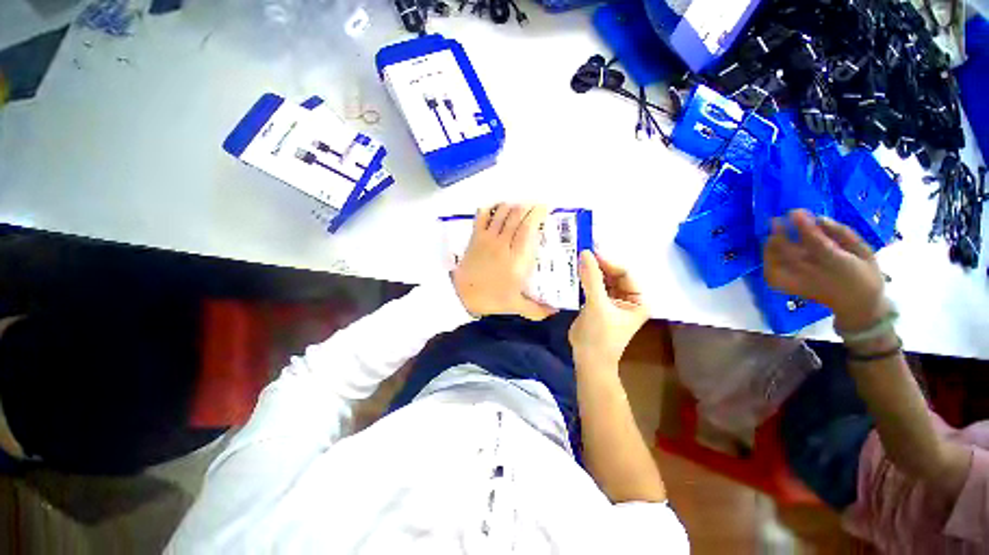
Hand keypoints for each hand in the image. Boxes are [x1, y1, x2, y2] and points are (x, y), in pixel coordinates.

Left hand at [452, 203, 556, 319]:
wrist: (461, 295)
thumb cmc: (491, 299)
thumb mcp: (516, 306)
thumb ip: (537, 309)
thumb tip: (555, 311)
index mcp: (517, 259)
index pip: (529, 228)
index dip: (538, 214)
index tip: (546, 209)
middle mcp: (504, 243)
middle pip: (517, 215)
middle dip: (529, 206)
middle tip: (537, 206)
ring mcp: (488, 238)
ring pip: (502, 212)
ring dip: (513, 205)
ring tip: (521, 206)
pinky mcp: (475, 237)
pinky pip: (482, 215)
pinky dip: (491, 208)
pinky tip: (498, 207)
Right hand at [569, 251, 649, 368]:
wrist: (588, 360)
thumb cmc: (599, 336)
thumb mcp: (597, 306)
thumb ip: (592, 279)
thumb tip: (585, 253)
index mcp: (638, 299)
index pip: (625, 273)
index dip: (608, 262)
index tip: (589, 252)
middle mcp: (628, 298)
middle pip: (613, 275)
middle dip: (598, 265)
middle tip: (580, 252)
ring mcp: (612, 301)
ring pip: (602, 280)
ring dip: (590, 271)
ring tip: (575, 259)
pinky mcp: (598, 304)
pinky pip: (593, 287)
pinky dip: (584, 280)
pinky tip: (574, 272)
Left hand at [764, 209, 886, 331]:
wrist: (858, 305)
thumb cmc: (863, 273)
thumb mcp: (863, 250)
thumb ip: (841, 234)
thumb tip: (819, 218)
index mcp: (837, 263)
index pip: (815, 242)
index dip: (802, 226)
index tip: (794, 211)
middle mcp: (814, 273)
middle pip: (789, 252)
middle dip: (780, 234)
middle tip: (776, 220)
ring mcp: (799, 282)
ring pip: (776, 263)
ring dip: (771, 246)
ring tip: (773, 234)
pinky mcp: (790, 289)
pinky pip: (772, 275)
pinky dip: (768, 262)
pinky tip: (771, 251)